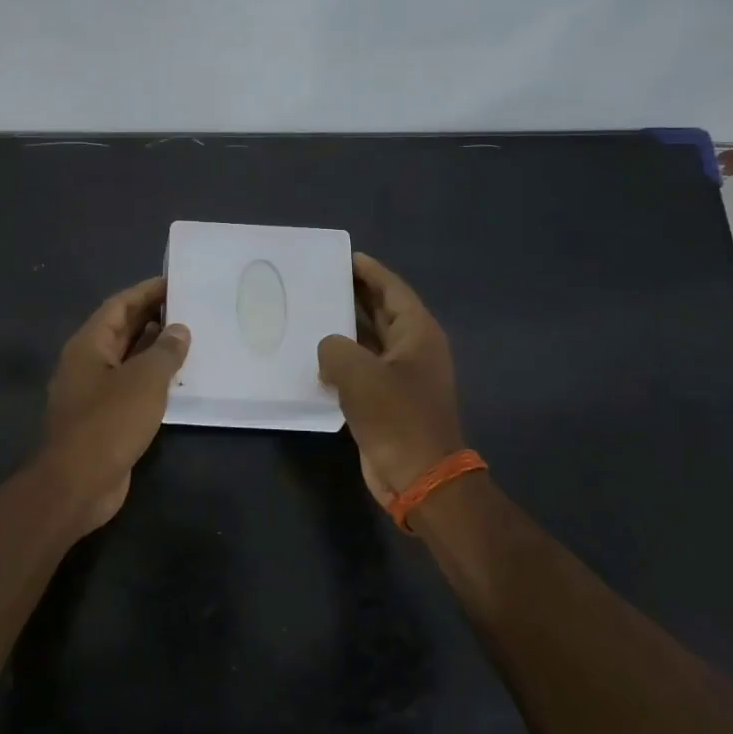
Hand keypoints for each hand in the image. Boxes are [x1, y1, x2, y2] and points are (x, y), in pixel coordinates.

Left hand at [42, 277, 190, 533]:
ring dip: (154, 348)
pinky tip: (179, 380)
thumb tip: (179, 330)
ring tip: (191, 337)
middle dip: (152, 317)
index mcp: (88, 345)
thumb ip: (164, 352)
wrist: (78, 483)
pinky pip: (131, 387)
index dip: (145, 292)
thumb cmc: (109, 423)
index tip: (175, 281)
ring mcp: (93, 392)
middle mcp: (87, 363)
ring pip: (127, 360)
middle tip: (189, 306)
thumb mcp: (144, 381)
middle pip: (121, 330)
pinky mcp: (104, 418)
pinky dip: (152, 379)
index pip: (118, 306)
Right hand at [317, 253, 464, 507]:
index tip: (347, 257)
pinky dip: (342, 359)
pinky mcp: (387, 401)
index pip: (393, 291)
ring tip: (313, 312)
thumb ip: (335, 348)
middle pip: (383, 312)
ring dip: (346, 328)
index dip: (371, 273)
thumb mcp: (358, 374)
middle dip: (356, 295)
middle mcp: (413, 350)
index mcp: (418, 334)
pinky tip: (315, 357)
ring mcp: (401, 377)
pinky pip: (362, 369)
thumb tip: (329, 349)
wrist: (419, 476)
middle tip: (323, 280)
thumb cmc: (396, 417)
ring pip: (371, 341)